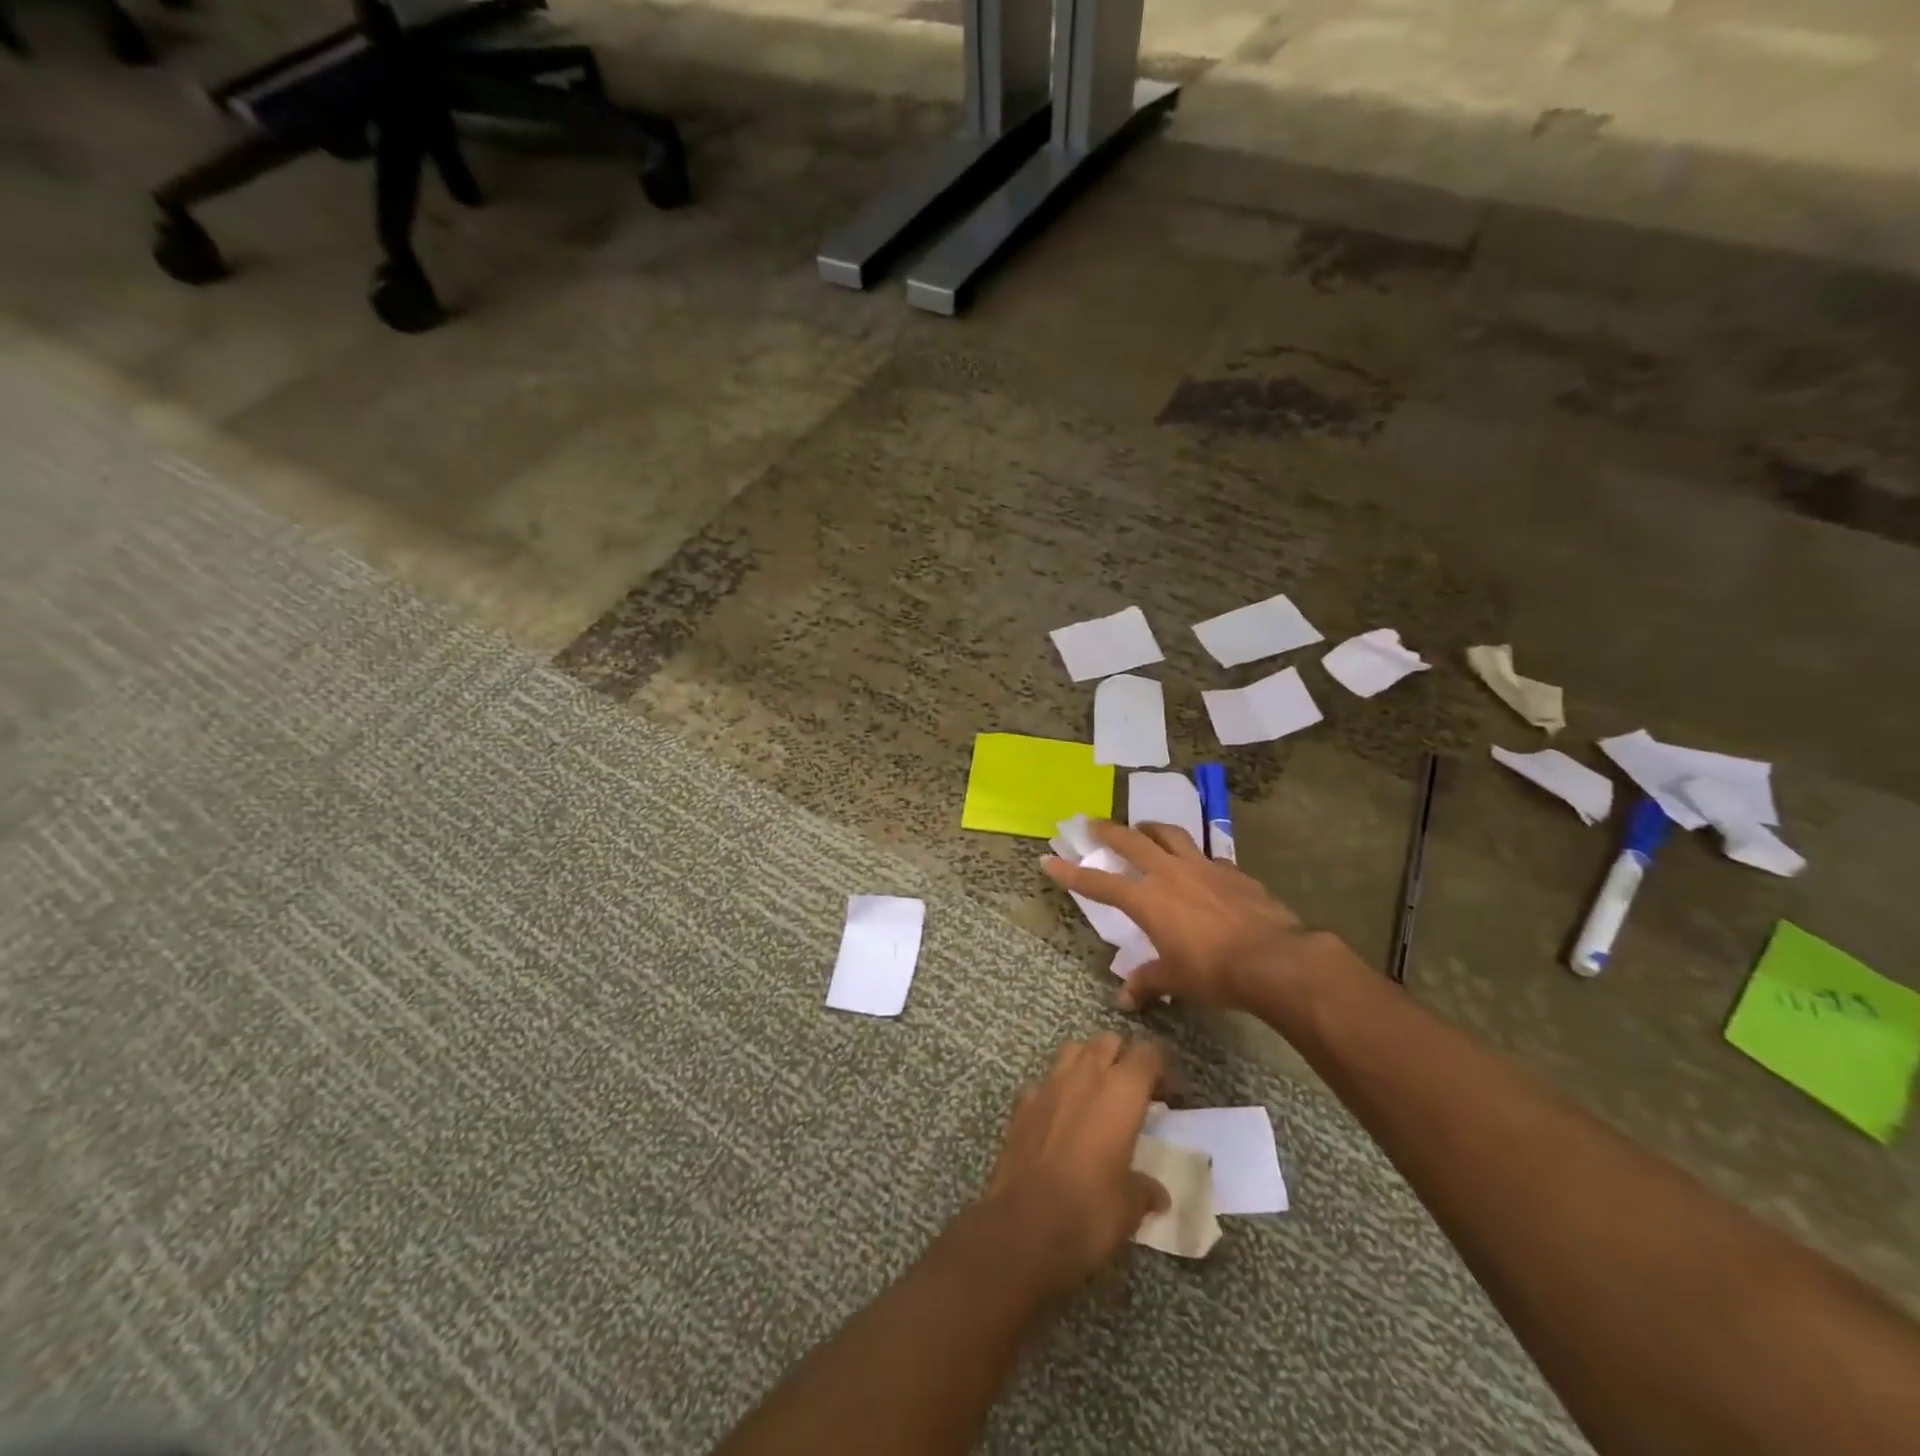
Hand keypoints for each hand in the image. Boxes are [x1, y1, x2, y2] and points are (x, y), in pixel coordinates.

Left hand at [982, 1033, 1169, 1295]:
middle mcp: (1085, 1076)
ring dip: (1089, 1062)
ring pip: (1074, 1050)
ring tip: (1099, 1094)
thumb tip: (1157, 1193)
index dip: (1163, 1069)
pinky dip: (1056, 1090)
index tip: (1172, 1097)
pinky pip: (1044, 1081)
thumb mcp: (1131, 1206)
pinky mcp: (1022, 1103)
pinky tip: (1061, 1116)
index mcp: (1121, 1092)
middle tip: (1136, 1092)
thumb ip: (1146, 1189)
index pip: (1149, 1054)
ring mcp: (1049, 1085)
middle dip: (1125, 1058)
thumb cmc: (1090, 1212)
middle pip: (1109, 1041)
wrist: (1024, 1226)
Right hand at [1043, 819, 1329, 1012]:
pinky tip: (1198, 866)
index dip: (1071, 872)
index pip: (1098, 882)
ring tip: (1143, 828)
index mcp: (1146, 899)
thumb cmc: (1213, 971)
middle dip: (1107, 830)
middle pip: (1131, 840)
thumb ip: (1147, 982)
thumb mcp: (1174, 979)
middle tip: (1093, 822)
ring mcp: (1202, 866)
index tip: (1048, 859)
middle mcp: (1169, 873)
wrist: (1273, 959)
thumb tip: (1124, 999)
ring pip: (1169, 834)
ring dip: (1150, 828)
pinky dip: (1193, 855)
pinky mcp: (1231, 870)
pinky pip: (1205, 854)